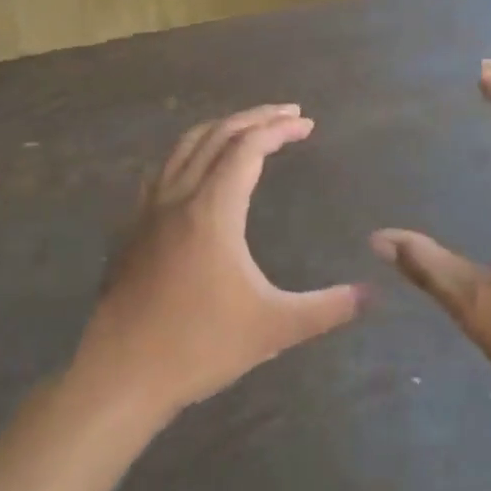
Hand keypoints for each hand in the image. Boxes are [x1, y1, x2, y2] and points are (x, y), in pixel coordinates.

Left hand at [72, 105, 364, 423]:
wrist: (120, 376)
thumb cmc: (199, 346)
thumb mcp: (274, 328)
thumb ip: (327, 308)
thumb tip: (370, 294)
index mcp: (212, 211)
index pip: (247, 147)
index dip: (279, 129)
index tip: (307, 124)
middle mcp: (178, 198)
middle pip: (216, 135)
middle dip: (255, 118)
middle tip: (289, 114)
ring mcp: (148, 212)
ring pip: (184, 147)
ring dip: (220, 129)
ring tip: (248, 130)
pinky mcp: (131, 230)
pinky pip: (164, 171)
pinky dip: (190, 153)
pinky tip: (198, 172)